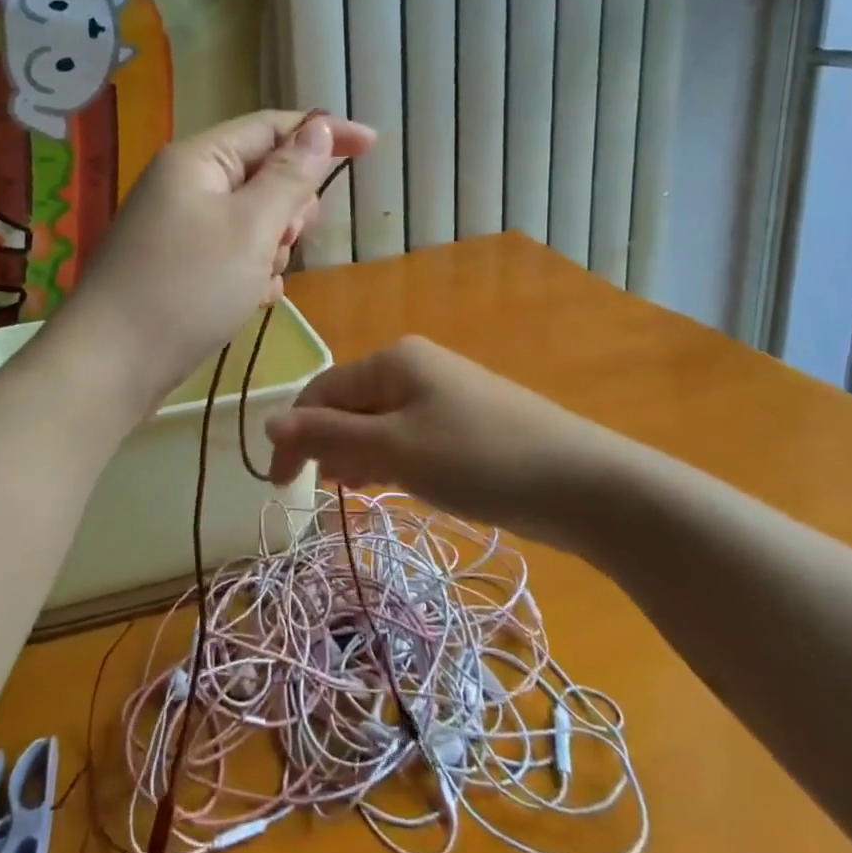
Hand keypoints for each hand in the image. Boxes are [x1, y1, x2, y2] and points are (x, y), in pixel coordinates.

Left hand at [55, 110, 374, 406]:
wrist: (109, 365)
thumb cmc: (186, 288)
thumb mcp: (251, 228)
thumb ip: (290, 176)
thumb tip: (317, 127)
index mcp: (199, 159)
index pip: (272, 127)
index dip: (323, 132)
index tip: (372, 146)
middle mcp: (186, 184)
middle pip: (263, 173)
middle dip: (290, 206)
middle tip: (288, 240)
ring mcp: (178, 226)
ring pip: (252, 219)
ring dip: (272, 245)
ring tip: (261, 279)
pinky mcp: (178, 264)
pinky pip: (232, 252)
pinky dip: (251, 270)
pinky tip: (253, 299)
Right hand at [264, 337, 588, 529]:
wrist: (583, 483)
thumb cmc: (478, 459)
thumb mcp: (395, 450)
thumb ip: (329, 436)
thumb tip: (268, 423)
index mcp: (392, 359)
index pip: (322, 391)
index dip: (295, 436)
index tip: (280, 486)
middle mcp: (415, 366)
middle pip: (350, 403)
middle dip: (327, 444)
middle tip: (319, 492)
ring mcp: (444, 392)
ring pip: (379, 421)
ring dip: (356, 453)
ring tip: (349, 489)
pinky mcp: (466, 421)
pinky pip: (409, 434)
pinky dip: (389, 457)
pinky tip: (389, 482)